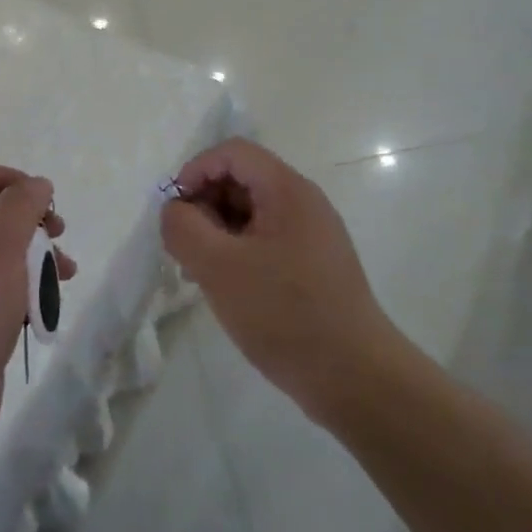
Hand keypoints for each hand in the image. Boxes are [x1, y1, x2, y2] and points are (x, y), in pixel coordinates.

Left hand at [0, 165, 73, 439]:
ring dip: (38, 255)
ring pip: (4, 251)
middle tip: (58, 234)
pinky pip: (3, 285)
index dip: (12, 181)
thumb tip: (38, 184)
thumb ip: (21, 207)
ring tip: (66, 272)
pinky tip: (50, 301)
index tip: (44, 201)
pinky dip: (28, 286)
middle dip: (31, 221)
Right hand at [163, 138, 407, 428]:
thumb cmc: (284, 314)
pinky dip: (237, 252)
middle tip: (183, 247)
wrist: (356, 379)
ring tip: (198, 273)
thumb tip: (174, 210)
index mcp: (287, 190)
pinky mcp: (313, 265)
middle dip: (204, 204)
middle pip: (241, 179)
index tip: (175, 212)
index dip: (195, 171)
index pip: (232, 152)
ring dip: (217, 231)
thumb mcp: (218, 267)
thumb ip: (184, 228)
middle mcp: (303, 202)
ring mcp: (311, 234)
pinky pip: (264, 240)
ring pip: (250, 212)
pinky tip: (226, 288)